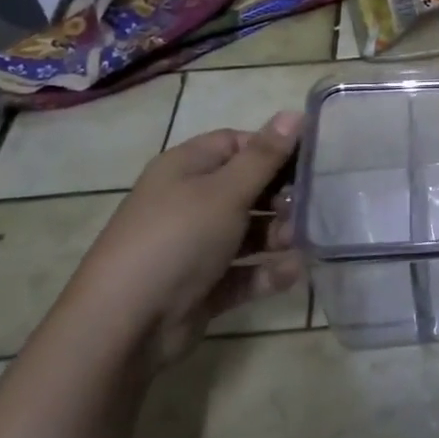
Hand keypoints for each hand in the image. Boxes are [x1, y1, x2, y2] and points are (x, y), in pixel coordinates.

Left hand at [65, 112, 303, 366]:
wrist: (125, 325)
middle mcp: (189, 202)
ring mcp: (195, 246)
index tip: (313, 159)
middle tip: (312, 206)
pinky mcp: (203, 285)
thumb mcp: (225, 191)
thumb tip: (294, 112)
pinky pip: (244, 271)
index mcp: (186, 168)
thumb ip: (265, 156)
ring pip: (249, 232)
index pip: (237, 143)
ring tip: (299, 242)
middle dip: (282, 197)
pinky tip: (291, 273)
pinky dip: (267, 272)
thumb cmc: (177, 239)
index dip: (273, 148)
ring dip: (278, 235)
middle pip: (247, 188)